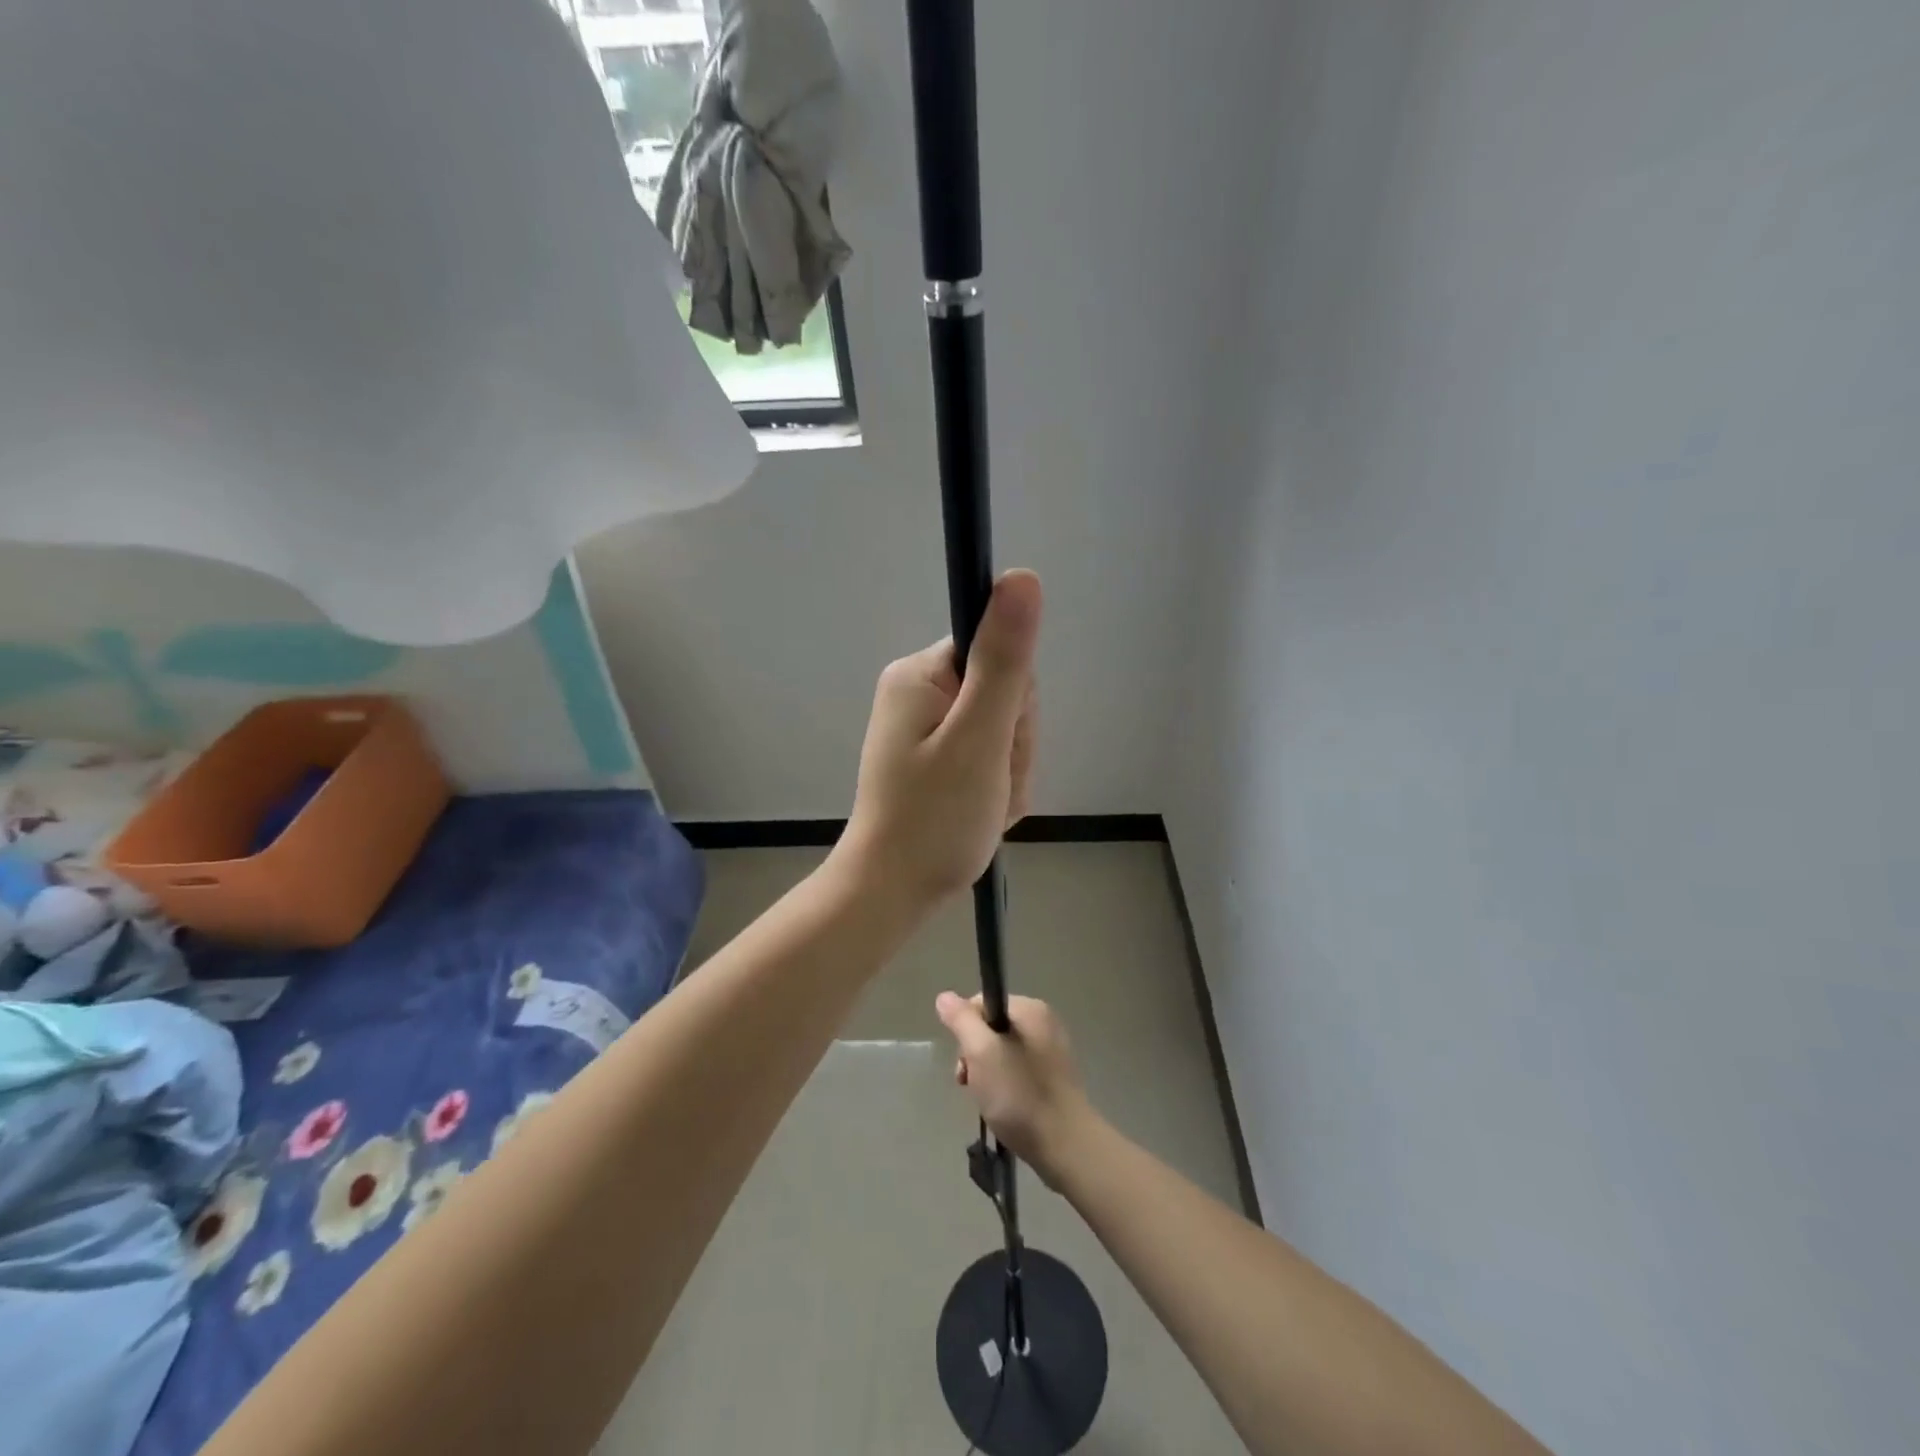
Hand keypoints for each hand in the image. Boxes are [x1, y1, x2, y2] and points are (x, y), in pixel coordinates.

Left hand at [838, 570, 1040, 907]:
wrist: (892, 892)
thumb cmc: (934, 819)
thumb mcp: (978, 739)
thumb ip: (1005, 661)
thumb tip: (1022, 576)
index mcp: (921, 674)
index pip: (1000, 654)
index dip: (1014, 705)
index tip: (998, 744)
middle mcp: (918, 690)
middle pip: (1004, 693)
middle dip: (1012, 745)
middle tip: (990, 786)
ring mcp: (925, 726)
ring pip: (1002, 729)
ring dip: (1008, 771)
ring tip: (984, 805)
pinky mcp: (934, 756)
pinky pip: (988, 755)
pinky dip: (995, 785)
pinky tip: (981, 811)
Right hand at [936, 992, 1093, 1186]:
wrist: (1065, 1145)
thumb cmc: (1019, 1095)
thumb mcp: (981, 1053)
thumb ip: (962, 1021)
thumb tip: (945, 997)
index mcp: (1030, 1009)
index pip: (981, 1003)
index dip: (965, 1030)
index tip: (965, 1063)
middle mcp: (1044, 1022)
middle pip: (991, 1028)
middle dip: (974, 1055)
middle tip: (972, 1084)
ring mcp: (1051, 1050)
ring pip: (1002, 1051)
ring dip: (987, 1073)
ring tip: (986, 1100)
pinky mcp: (1053, 1076)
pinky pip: (1017, 1069)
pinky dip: (1005, 1085)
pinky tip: (1003, 1106)